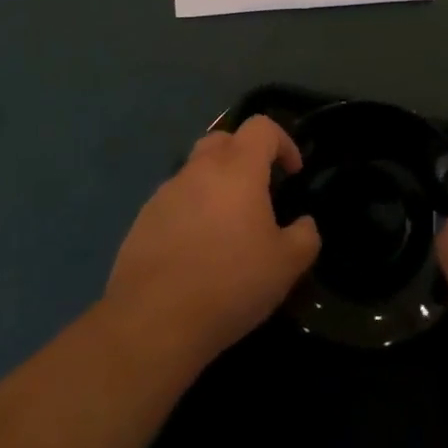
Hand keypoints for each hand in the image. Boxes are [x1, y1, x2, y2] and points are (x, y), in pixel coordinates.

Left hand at [104, 115, 319, 367]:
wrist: (152, 320)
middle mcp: (199, 169)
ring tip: (226, 228)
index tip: (292, 173)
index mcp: (237, 169)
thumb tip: (304, 224)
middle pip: (223, 140)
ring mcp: (166, 193)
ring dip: (214, 186)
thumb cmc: (229, 283)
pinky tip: (196, 251)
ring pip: (195, 171)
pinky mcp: (143, 219)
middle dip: (244, 156)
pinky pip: (174, 202)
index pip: (261, 127)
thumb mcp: (286, 266)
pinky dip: (190, 212)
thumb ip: (304, 237)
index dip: (283, 142)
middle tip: (258, 192)